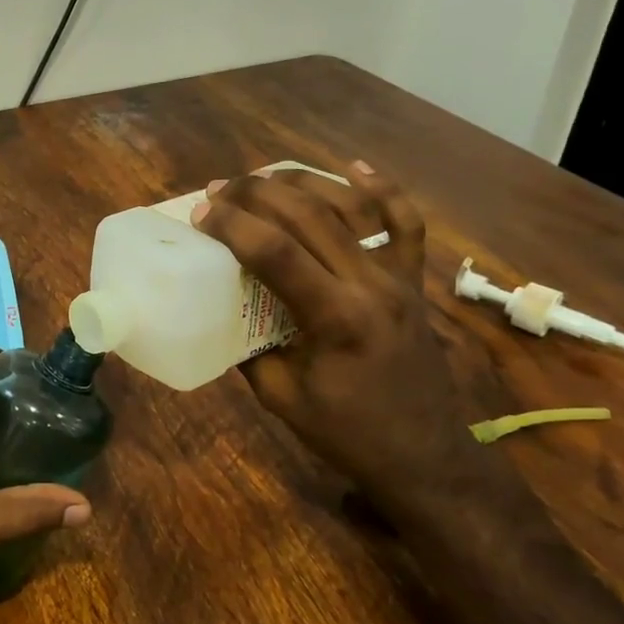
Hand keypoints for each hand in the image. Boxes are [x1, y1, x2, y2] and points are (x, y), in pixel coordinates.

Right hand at [192, 163, 500, 522]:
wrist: (424, 456)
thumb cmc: (347, 434)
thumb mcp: (280, 397)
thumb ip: (247, 348)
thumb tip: (221, 309)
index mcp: (335, 317)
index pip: (276, 252)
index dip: (232, 226)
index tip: (200, 215)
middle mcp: (370, 285)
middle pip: (309, 217)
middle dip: (257, 195)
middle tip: (220, 190)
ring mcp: (398, 278)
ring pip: (350, 208)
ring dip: (302, 184)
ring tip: (262, 178)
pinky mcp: (413, 282)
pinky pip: (405, 225)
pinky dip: (383, 190)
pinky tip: (355, 167)